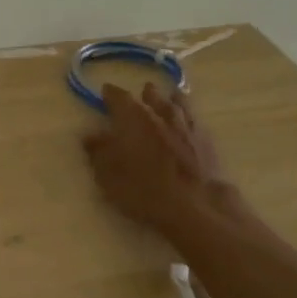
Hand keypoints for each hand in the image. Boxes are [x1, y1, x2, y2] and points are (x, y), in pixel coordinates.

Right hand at [82, 83, 230, 234]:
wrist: (196, 205)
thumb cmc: (144, 191)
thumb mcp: (109, 176)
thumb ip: (98, 153)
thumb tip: (90, 135)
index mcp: (132, 119)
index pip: (118, 97)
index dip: (110, 94)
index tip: (106, 92)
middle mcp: (160, 114)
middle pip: (152, 96)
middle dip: (144, 94)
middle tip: (141, 94)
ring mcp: (186, 125)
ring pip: (178, 104)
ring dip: (171, 99)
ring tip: (171, 96)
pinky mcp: (206, 140)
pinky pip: (195, 119)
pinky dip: (189, 115)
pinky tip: (190, 120)